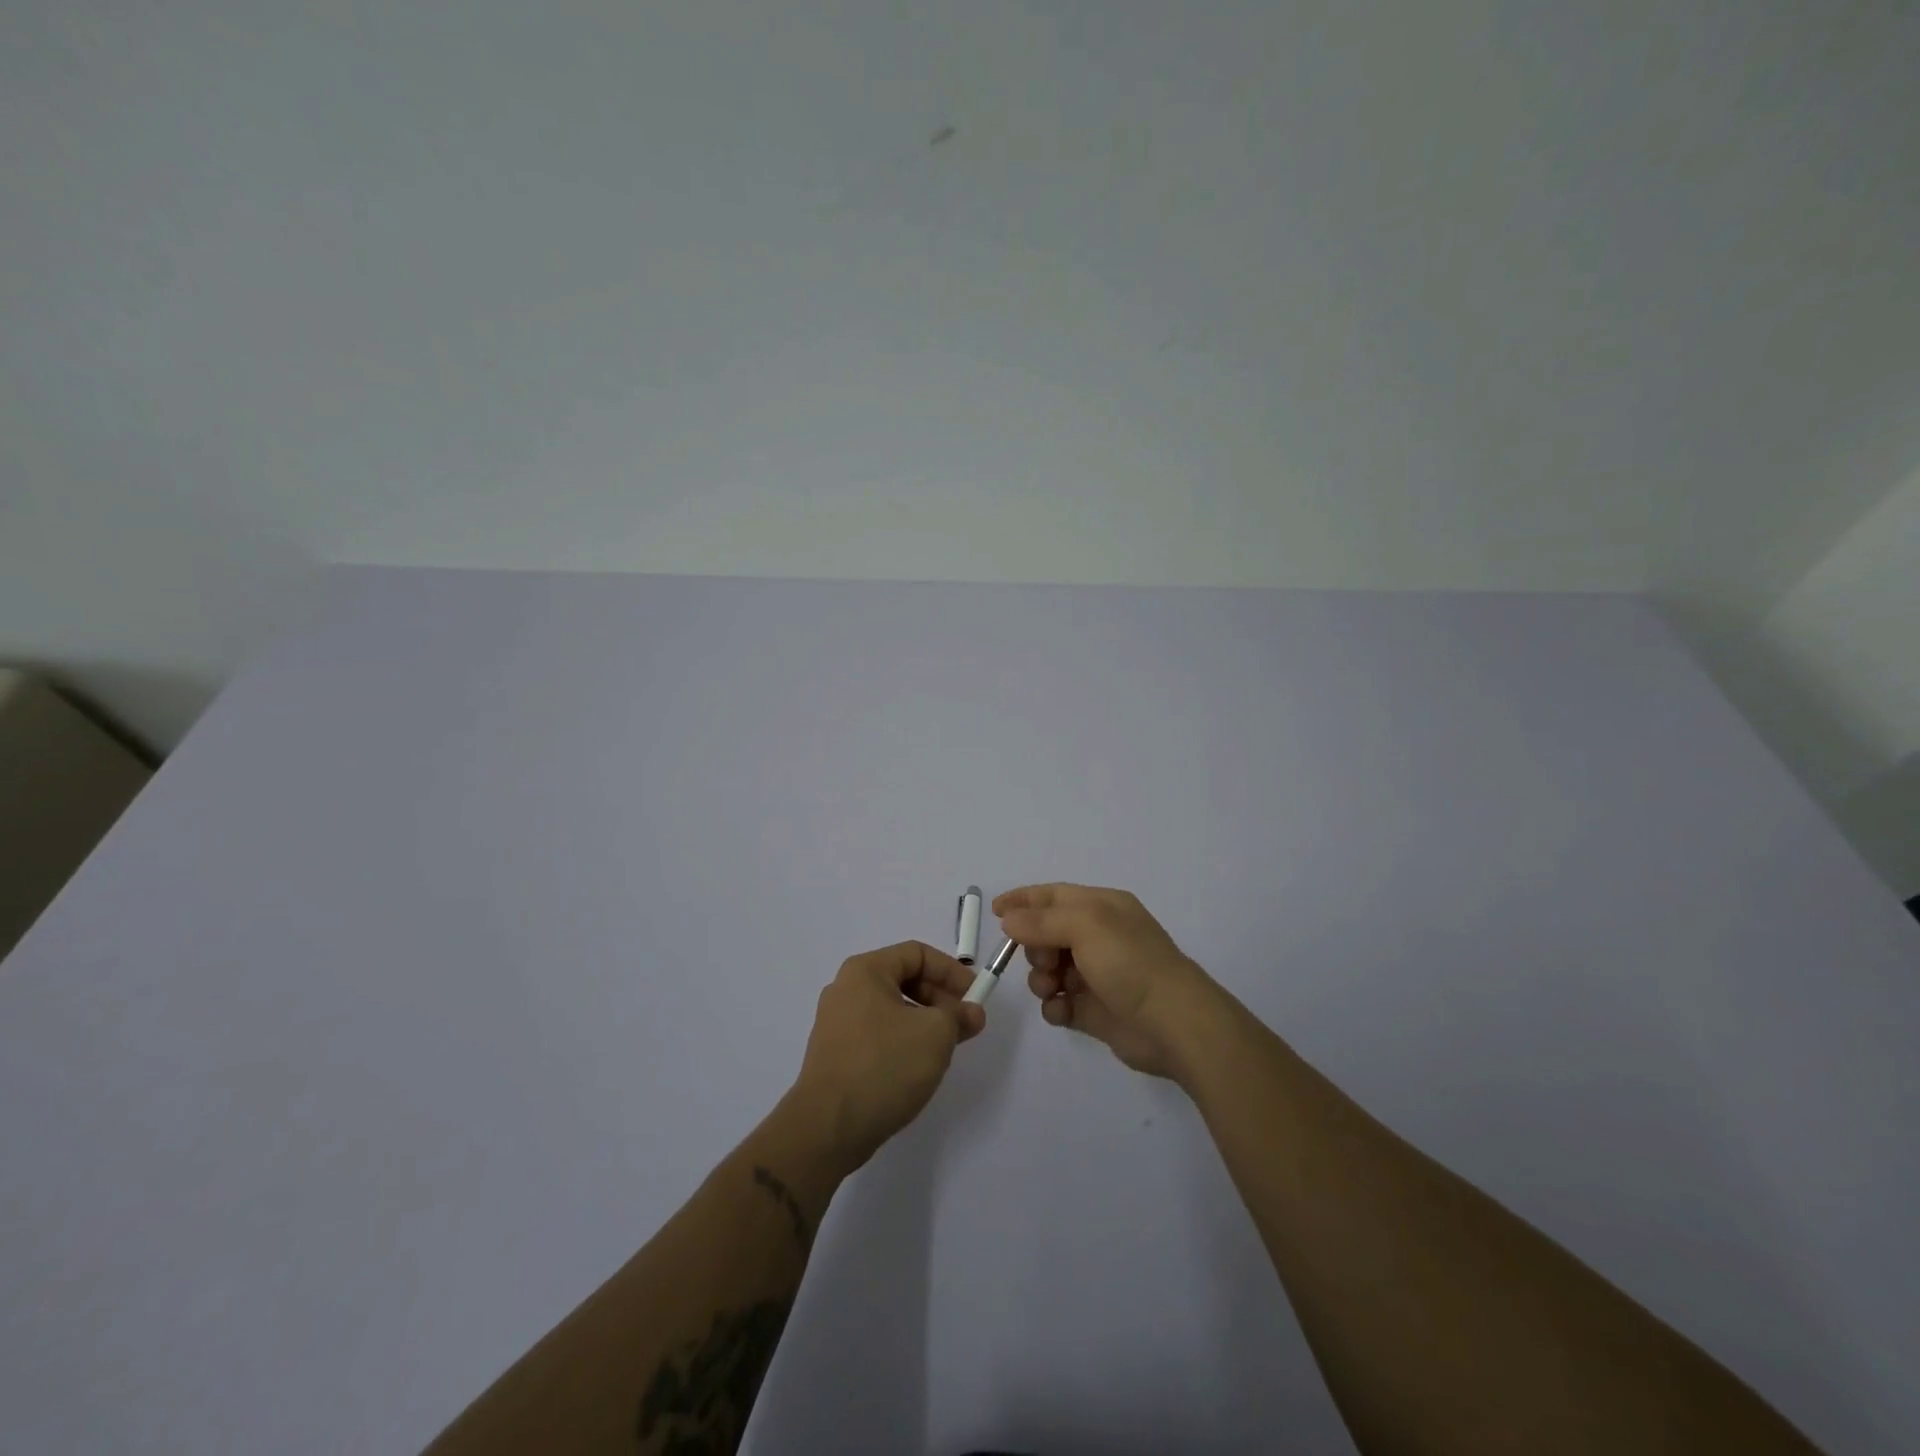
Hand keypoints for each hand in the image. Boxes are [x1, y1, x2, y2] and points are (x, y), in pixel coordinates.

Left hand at [789, 941, 984, 1171]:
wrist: (827, 1128)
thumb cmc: (884, 1066)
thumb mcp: (935, 1034)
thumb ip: (959, 1015)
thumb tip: (971, 1012)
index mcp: (865, 971)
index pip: (917, 953)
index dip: (951, 971)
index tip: (975, 997)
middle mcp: (846, 989)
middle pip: (903, 979)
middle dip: (940, 999)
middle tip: (965, 1025)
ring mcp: (837, 1023)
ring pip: (892, 1009)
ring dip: (925, 1022)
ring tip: (946, 1049)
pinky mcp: (836, 1054)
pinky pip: (878, 1034)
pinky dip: (903, 1041)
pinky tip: (917, 1068)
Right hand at [995, 884, 1225, 1081]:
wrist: (1173, 1022)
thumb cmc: (1130, 962)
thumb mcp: (1085, 926)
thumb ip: (1042, 921)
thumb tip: (1010, 920)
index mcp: (1102, 908)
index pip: (1054, 896)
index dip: (1024, 900)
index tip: (995, 912)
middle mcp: (1099, 937)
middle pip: (1047, 934)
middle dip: (1034, 947)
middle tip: (1043, 962)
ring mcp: (1097, 975)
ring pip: (1049, 970)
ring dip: (1041, 979)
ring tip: (1053, 990)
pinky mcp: (1095, 1010)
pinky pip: (1060, 1003)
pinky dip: (1055, 1007)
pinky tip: (1062, 1012)